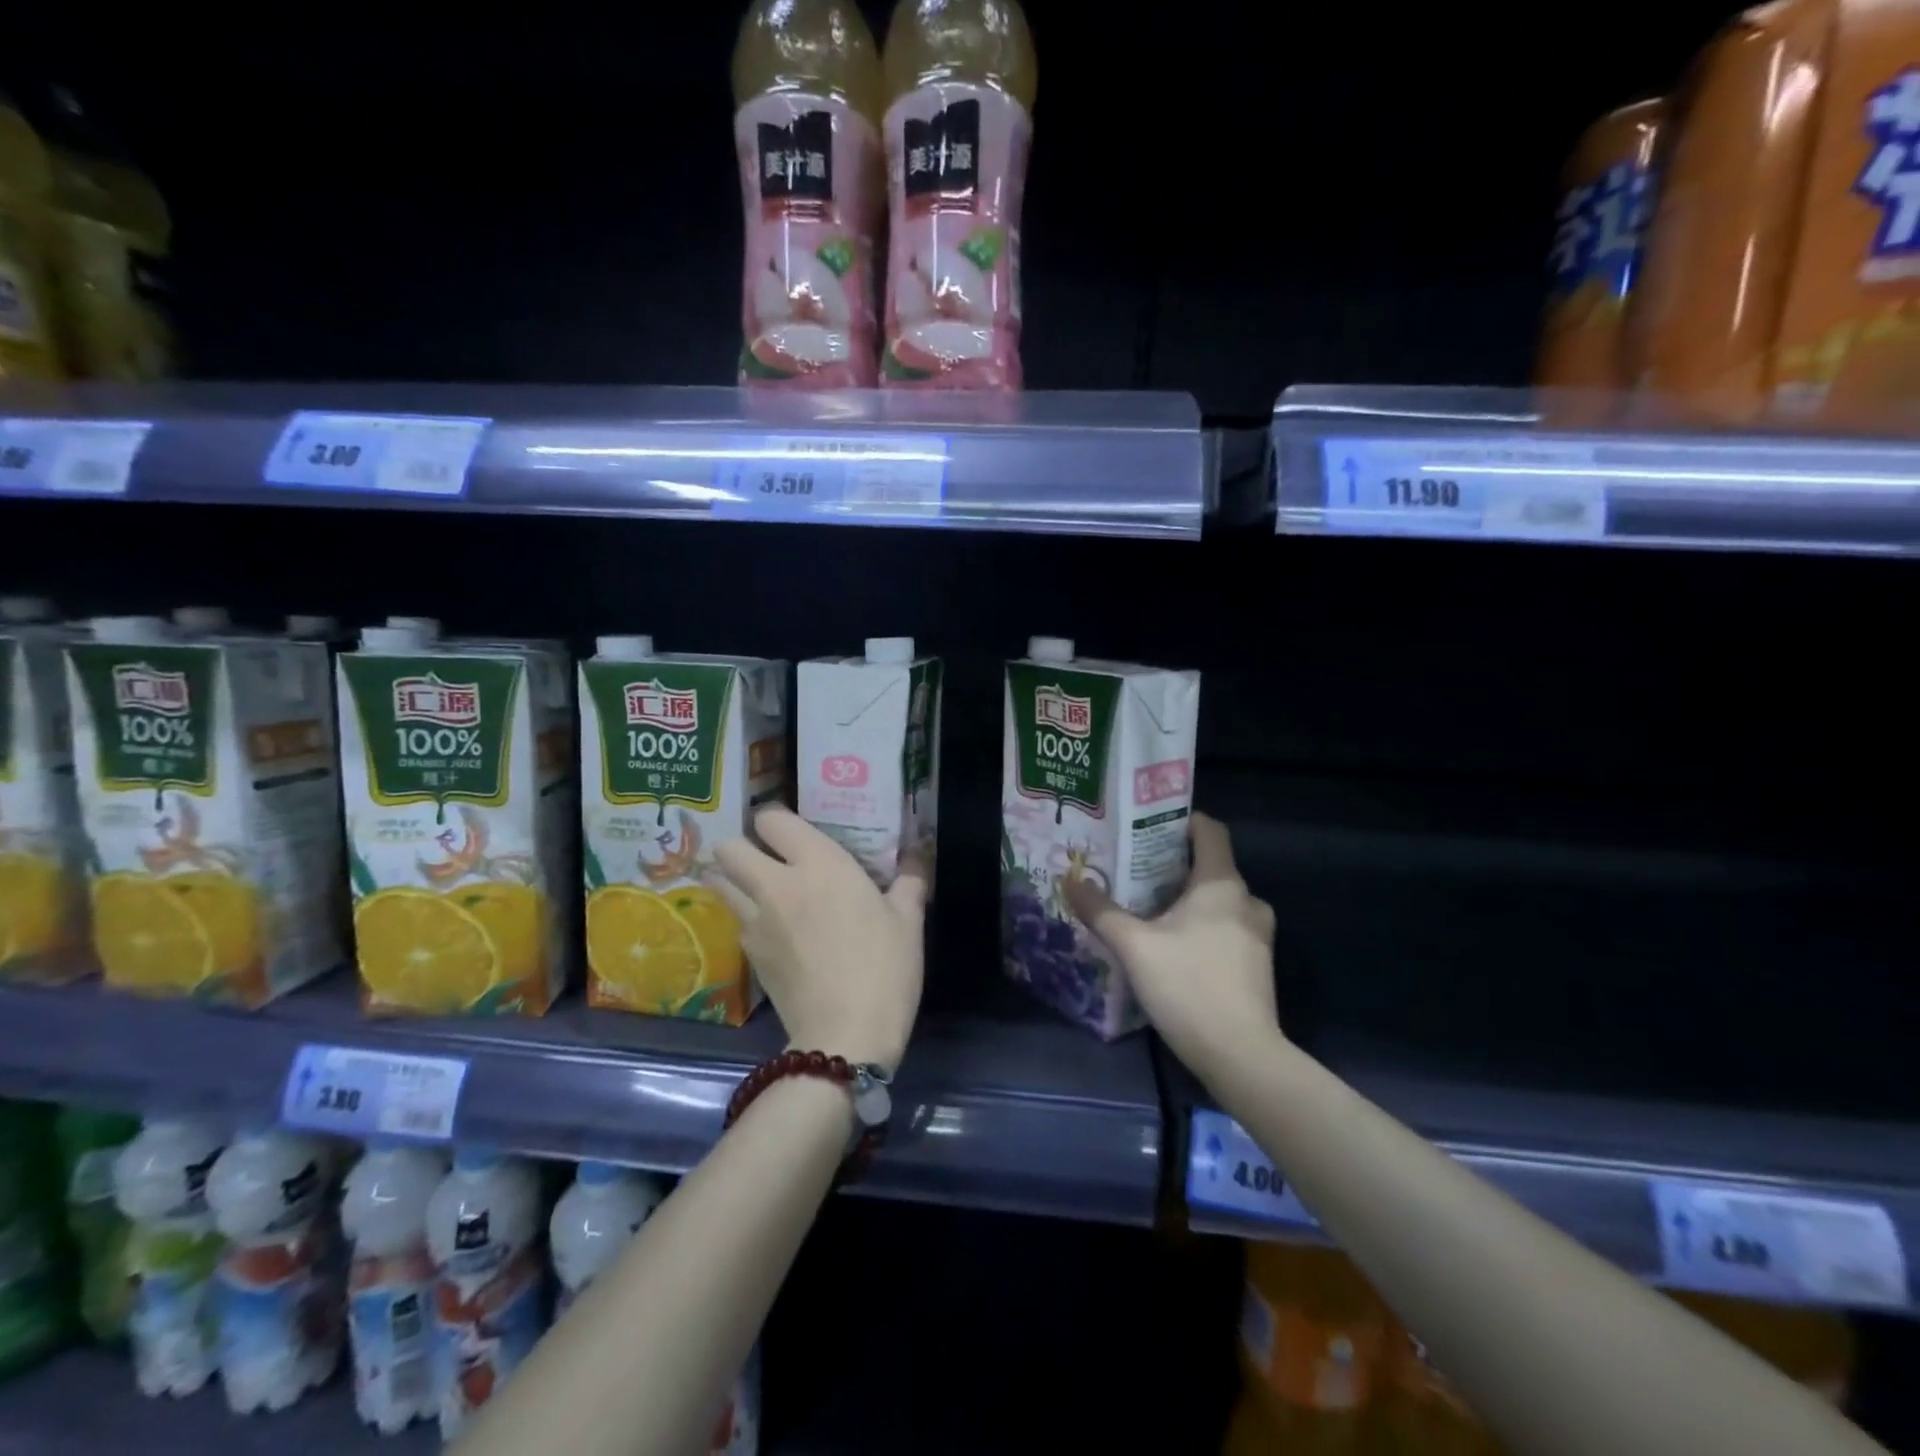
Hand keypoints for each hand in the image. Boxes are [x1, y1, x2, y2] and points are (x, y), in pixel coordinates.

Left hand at [712, 806, 927, 1071]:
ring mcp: (756, 920)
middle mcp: (777, 883)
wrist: (845, 1036)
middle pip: (729, 847)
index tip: (792, 830)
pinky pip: (735, 919)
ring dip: (732, 879)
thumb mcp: (908, 922)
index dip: (776, 819)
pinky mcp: (748, 954)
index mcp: (819, 864)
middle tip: (768, 857)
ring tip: (758, 887)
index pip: (772, 819)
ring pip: (719, 882)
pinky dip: (745, 916)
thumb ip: (908, 883)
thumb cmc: (884, 968)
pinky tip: (771, 929)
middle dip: (742, 846)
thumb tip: (914, 861)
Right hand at [1065, 812, 1280, 1081]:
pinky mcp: (1255, 964)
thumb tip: (1071, 880)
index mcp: (1222, 884)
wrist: (1241, 1056)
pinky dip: (1199, 925)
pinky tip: (1169, 944)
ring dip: (1185, 898)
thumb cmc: (1188, 986)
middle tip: (1132, 870)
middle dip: (1172, 864)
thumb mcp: (1134, 946)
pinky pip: (1224, 926)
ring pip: (1217, 900)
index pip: (1210, 830)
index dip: (1180, 821)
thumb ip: (1101, 910)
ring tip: (1146, 907)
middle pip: (1209, 865)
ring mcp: (1256, 934)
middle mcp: (1246, 901)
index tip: (1146, 827)